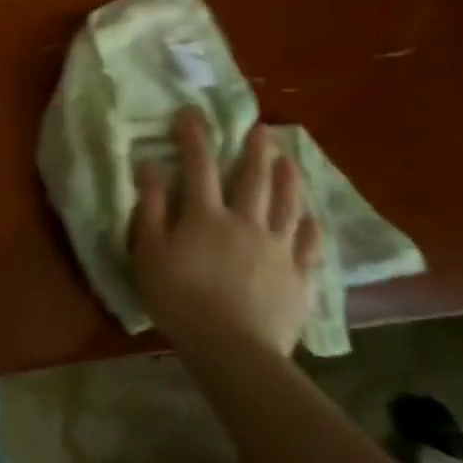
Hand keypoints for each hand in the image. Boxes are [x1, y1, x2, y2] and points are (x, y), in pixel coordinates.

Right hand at [129, 109, 321, 356]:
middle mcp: (246, 223)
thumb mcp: (149, 253)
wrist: (232, 349)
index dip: (195, 137)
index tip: (191, 113)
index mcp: (206, 216)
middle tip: (261, 128)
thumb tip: (149, 167)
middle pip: (254, 179)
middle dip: (255, 150)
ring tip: (290, 160)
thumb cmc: (179, 299)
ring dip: (290, 179)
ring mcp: (278, 249)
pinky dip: (312, 227)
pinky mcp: (299, 277)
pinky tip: (313, 218)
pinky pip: (310, 245)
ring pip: (289, 205)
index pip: (199, 166)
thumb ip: (150, 208)